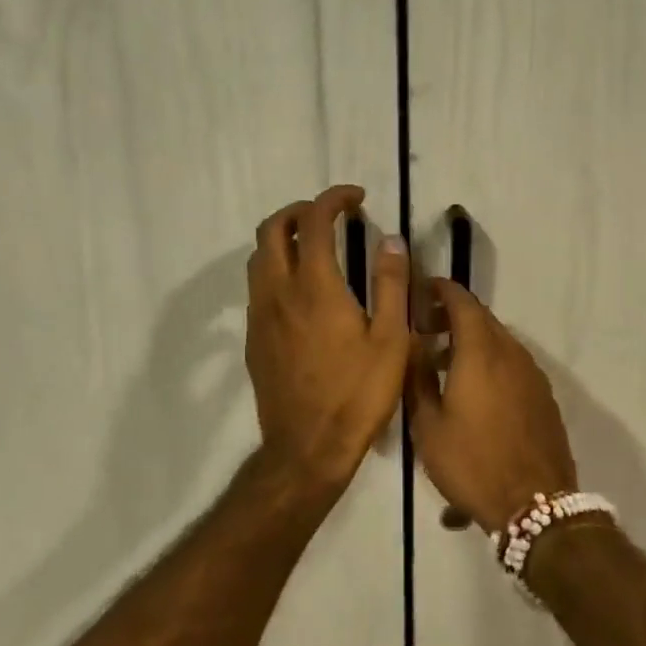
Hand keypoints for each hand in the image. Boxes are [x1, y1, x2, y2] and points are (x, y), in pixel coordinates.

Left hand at [246, 185, 408, 492]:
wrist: (307, 447)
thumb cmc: (358, 394)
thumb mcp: (391, 339)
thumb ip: (391, 284)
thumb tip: (392, 240)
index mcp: (314, 286)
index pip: (314, 221)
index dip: (333, 199)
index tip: (356, 198)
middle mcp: (278, 292)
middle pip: (272, 229)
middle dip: (299, 210)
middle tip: (330, 215)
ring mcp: (259, 316)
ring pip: (258, 257)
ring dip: (283, 238)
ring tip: (315, 246)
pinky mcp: (253, 338)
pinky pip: (257, 286)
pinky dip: (276, 268)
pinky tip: (301, 289)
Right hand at [406, 279, 576, 532]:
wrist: (536, 503)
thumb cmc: (472, 462)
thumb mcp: (428, 425)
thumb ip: (417, 378)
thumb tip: (411, 345)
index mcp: (480, 352)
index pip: (462, 302)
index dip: (442, 290)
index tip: (422, 290)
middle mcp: (511, 353)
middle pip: (482, 319)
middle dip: (453, 316)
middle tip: (426, 328)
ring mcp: (532, 374)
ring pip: (499, 342)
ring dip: (472, 342)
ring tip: (444, 365)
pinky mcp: (543, 396)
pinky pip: (512, 364)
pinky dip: (491, 362)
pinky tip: (474, 392)